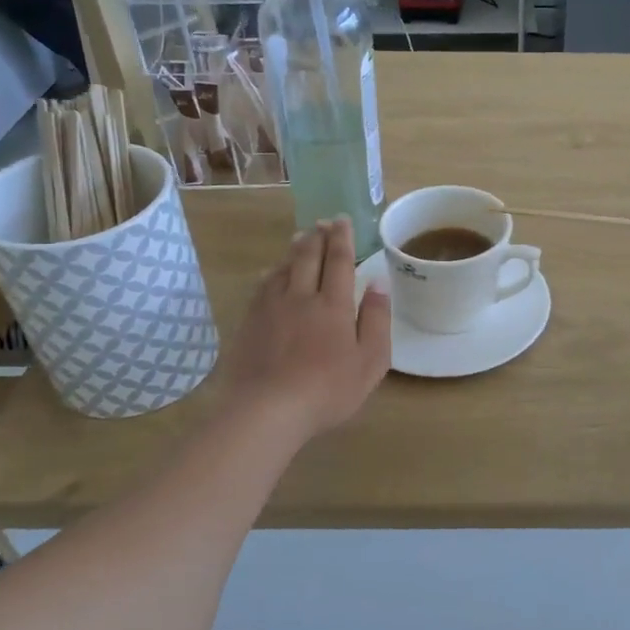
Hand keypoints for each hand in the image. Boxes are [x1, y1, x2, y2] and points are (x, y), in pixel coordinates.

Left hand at [218, 218, 390, 440]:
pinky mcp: (250, 322)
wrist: (267, 410)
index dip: (342, 239)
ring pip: (284, 267)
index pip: (340, 261)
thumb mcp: (370, 361)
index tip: (342, 220)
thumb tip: (379, 283)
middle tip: (323, 222)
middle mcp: (302, 296)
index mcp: (334, 305)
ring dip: (295, 249)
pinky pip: (262, 286)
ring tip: (301, 237)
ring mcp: (271, 307)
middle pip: (309, 257)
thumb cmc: (327, 390)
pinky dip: (272, 272)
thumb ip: (377, 320)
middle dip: (318, 236)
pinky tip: (272, 272)